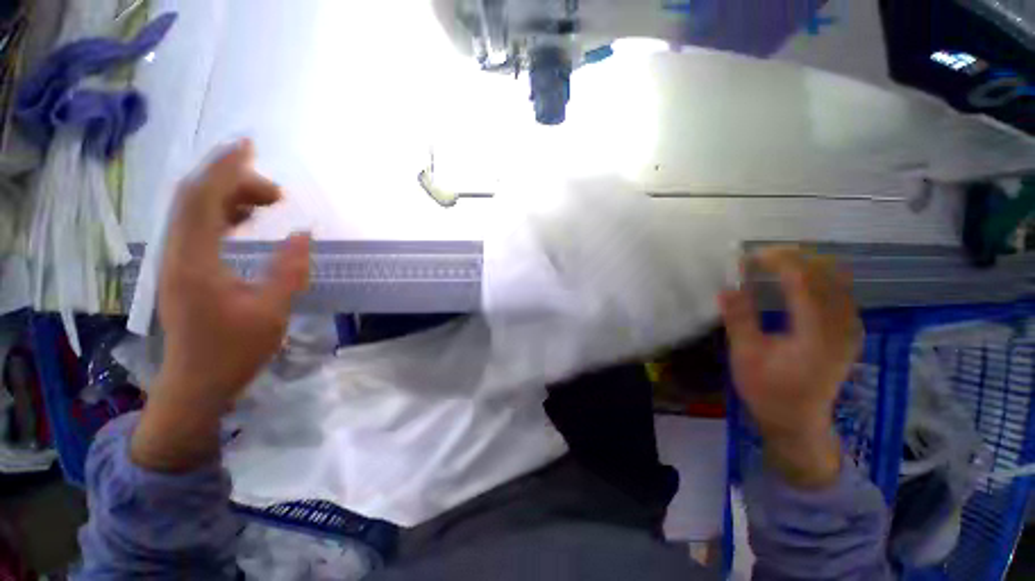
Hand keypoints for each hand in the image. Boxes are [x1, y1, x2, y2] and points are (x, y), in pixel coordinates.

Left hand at [131, 140, 310, 471]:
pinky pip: (198, 228)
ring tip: (266, 201)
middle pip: (195, 198)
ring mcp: (177, 261)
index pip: (202, 198)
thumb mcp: (271, 311)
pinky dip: (221, 215)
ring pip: (195, 212)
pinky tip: (244, 220)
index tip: (249, 147)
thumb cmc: (232, 351)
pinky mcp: (183, 270)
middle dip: (232, 181)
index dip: (225, 168)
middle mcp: (177, 253)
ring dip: (228, 197)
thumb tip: (303, 234)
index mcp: (194, 261)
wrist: (195, 385)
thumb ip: (289, 270)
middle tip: (275, 192)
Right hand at [719, 247, 862, 487]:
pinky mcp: (850, 331)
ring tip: (774, 265)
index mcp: (816, 334)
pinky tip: (797, 281)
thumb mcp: (746, 356)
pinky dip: (818, 277)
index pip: (803, 281)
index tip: (750, 256)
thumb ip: (740, 319)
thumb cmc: (768, 391)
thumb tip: (728, 287)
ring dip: (806, 265)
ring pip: (837, 279)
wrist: (798, 421)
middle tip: (760, 258)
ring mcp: (851, 329)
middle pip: (825, 274)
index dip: (778, 262)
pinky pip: (840, 291)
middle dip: (793, 258)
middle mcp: (841, 327)